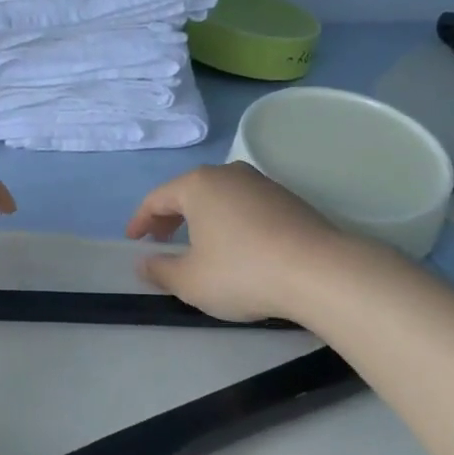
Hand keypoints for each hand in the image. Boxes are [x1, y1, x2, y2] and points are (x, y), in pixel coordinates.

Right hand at [125, 163, 354, 322]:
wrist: (320, 271)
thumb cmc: (242, 271)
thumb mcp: (190, 280)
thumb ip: (160, 270)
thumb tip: (144, 263)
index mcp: (198, 184)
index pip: (156, 198)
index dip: (140, 221)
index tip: (134, 242)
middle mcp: (228, 174)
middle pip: (188, 192)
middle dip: (170, 218)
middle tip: (161, 242)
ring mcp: (261, 183)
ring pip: (219, 197)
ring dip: (202, 219)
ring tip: (199, 246)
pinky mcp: (288, 199)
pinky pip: (245, 206)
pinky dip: (230, 222)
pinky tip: (237, 248)